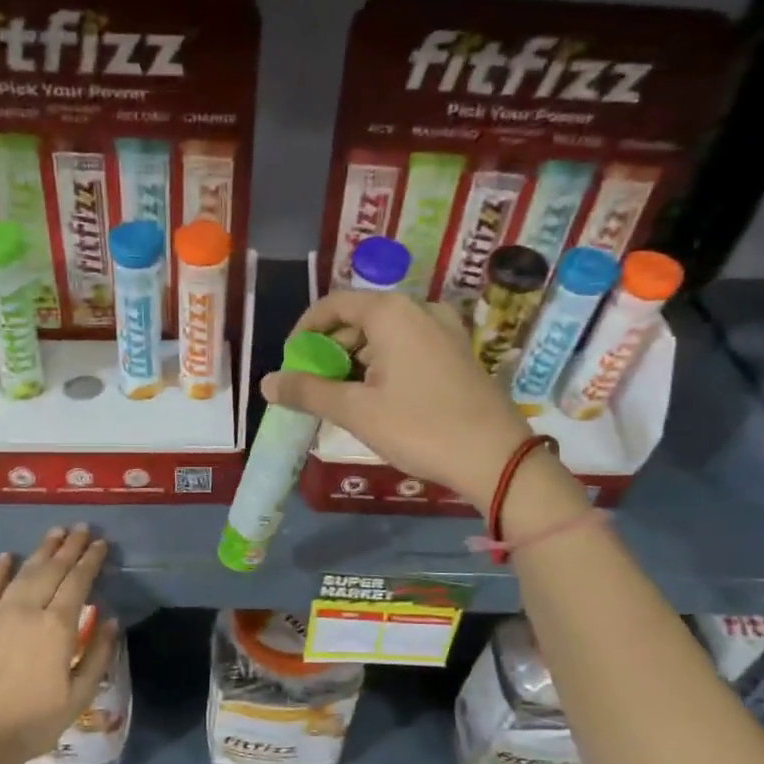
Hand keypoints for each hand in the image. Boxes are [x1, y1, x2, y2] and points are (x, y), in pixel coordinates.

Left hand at [0, 525, 116, 763]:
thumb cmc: (35, 722)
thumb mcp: (80, 695)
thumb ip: (99, 654)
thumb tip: (110, 619)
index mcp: (57, 627)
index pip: (78, 582)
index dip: (91, 560)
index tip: (101, 544)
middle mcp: (28, 611)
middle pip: (52, 570)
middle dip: (69, 547)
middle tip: (82, 528)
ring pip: (23, 573)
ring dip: (41, 551)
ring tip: (55, 533)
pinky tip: (6, 557)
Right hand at [260, 289, 544, 504]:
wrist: (496, 459)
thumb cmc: (420, 427)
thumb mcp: (356, 411)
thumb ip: (307, 392)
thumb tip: (266, 383)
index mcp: (392, 312)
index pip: (333, 305)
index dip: (304, 331)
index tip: (290, 363)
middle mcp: (420, 310)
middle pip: (359, 320)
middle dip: (330, 351)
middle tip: (312, 388)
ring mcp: (444, 331)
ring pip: (384, 337)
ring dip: (355, 363)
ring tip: (340, 400)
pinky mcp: (458, 354)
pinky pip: (407, 350)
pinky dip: (382, 368)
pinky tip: (376, 401)